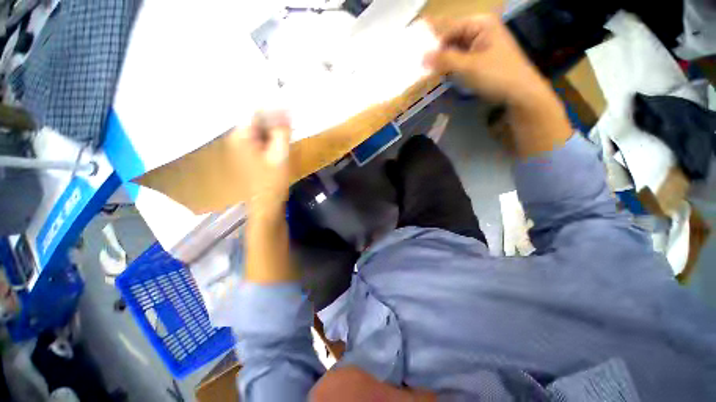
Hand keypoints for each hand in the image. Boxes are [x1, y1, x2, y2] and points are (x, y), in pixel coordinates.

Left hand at [227, 111, 290, 217]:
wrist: (266, 202)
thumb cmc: (272, 180)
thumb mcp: (280, 154)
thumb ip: (282, 130)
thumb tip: (286, 108)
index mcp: (241, 135)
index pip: (254, 109)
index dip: (271, 104)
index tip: (288, 102)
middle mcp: (238, 136)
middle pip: (256, 117)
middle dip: (274, 115)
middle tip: (292, 114)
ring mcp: (243, 144)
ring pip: (260, 127)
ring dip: (274, 125)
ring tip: (290, 124)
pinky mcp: (251, 152)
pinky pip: (262, 137)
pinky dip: (273, 134)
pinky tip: (283, 136)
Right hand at [423, 15, 549, 105]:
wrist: (520, 93)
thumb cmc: (496, 75)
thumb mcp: (468, 67)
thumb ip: (444, 60)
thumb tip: (421, 58)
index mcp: (480, 23)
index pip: (449, 30)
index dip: (434, 45)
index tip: (420, 62)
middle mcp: (481, 30)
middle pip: (452, 39)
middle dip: (439, 54)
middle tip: (423, 69)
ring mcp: (481, 44)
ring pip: (455, 51)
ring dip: (444, 63)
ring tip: (431, 75)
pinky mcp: (481, 58)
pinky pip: (461, 60)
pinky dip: (452, 68)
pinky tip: (444, 77)